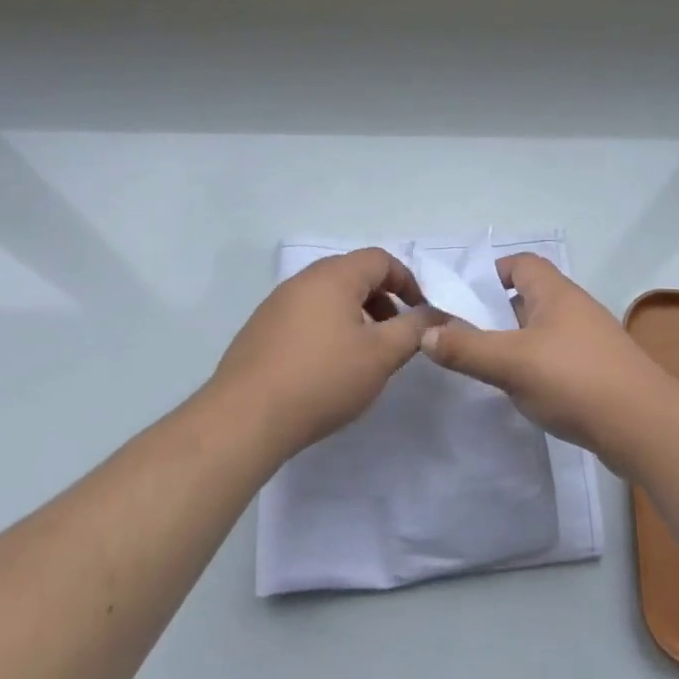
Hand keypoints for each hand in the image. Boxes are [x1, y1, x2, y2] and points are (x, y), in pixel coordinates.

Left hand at [213, 248, 430, 459]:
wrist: (244, 419)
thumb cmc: (322, 379)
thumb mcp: (381, 355)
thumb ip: (414, 330)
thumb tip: (434, 315)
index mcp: (334, 276)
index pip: (380, 260)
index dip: (407, 281)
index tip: (420, 313)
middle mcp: (303, 280)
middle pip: (352, 275)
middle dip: (381, 300)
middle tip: (394, 334)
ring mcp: (276, 304)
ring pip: (327, 297)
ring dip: (354, 316)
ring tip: (363, 354)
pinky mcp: (259, 331)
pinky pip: (304, 316)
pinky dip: (327, 329)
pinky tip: (326, 368)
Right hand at [418, 253, 673, 466]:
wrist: (644, 426)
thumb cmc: (574, 380)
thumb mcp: (510, 363)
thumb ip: (465, 348)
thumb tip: (426, 333)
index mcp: (555, 292)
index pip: (521, 263)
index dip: (492, 274)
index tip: (464, 298)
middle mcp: (575, 307)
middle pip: (530, 296)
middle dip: (498, 312)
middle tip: (466, 335)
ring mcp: (591, 339)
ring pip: (544, 329)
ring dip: (517, 341)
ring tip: (489, 366)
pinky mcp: (600, 370)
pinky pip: (559, 356)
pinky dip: (538, 365)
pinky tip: (526, 390)